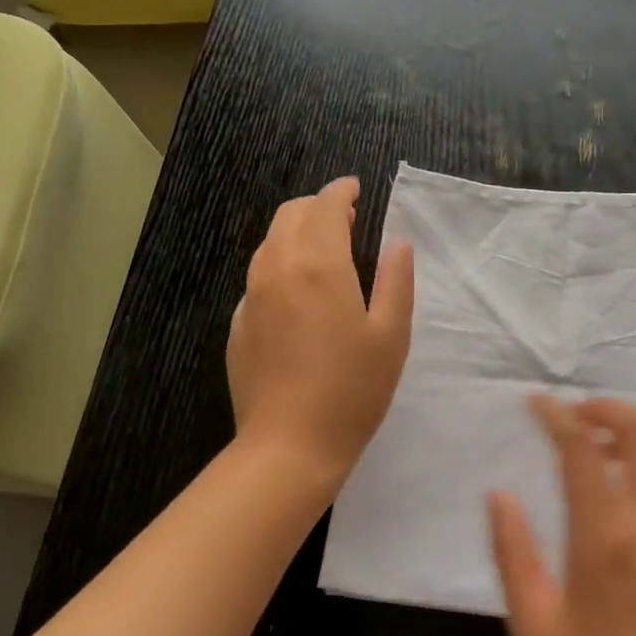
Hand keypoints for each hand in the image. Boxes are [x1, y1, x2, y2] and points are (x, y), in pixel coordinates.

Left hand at [227, 177, 414, 479]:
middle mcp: (277, 269)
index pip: (325, 206)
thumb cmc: (352, 390)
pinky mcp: (239, 325)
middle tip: (346, 219)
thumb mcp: (391, 336)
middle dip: (317, 207)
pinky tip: (299, 295)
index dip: (341, 191)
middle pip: (290, 215)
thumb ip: (396, 281)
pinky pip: (259, 277)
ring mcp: (251, 297)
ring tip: (325, 251)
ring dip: (296, 233)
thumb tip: (396, 244)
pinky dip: (281, 266)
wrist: (288, 446)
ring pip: (269, 243)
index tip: (356, 189)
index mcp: (318, 265)